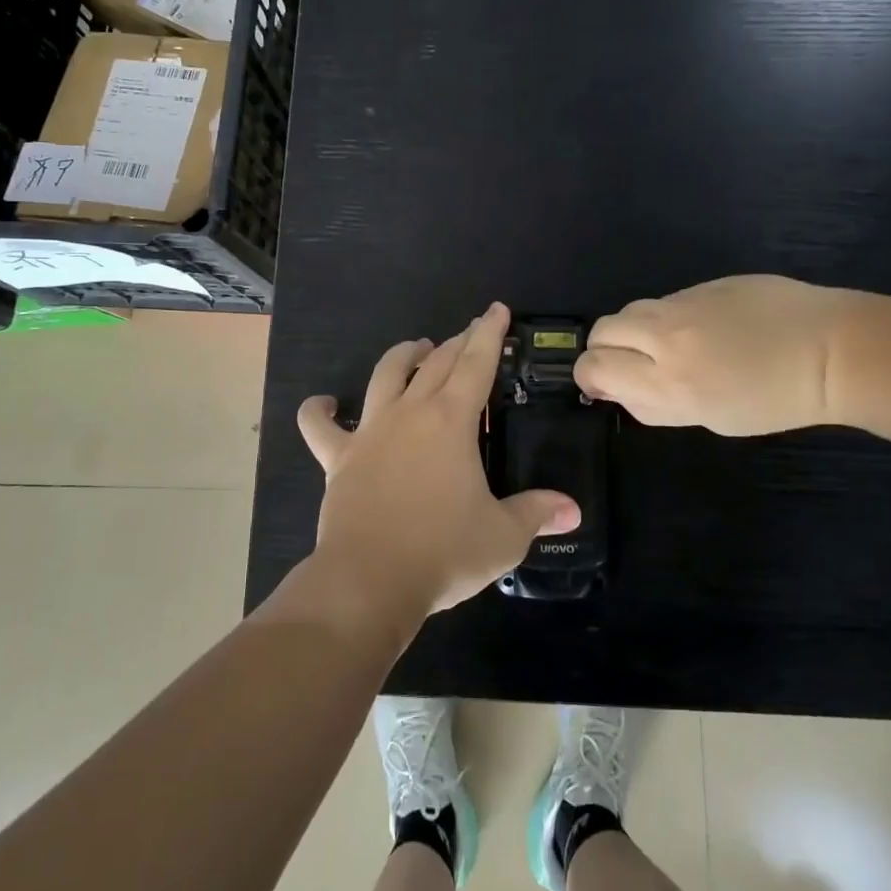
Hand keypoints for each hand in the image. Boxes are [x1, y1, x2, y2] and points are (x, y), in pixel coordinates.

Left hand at [298, 302, 580, 618]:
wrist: (370, 580)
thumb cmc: (443, 552)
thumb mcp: (503, 536)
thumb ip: (536, 514)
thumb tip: (572, 510)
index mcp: (451, 421)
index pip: (476, 364)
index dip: (489, 334)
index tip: (495, 310)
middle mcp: (410, 413)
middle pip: (435, 363)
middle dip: (457, 342)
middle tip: (470, 333)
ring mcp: (369, 432)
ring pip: (384, 375)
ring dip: (402, 356)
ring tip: (417, 349)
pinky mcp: (338, 458)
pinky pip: (319, 426)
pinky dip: (319, 411)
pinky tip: (324, 404)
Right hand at [575, 276, 864, 435]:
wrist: (831, 351)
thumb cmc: (774, 401)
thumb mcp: (709, 419)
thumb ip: (655, 405)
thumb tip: (619, 391)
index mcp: (667, 382)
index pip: (594, 367)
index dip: (590, 377)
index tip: (604, 386)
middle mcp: (666, 338)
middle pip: (602, 331)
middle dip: (605, 349)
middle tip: (629, 364)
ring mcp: (685, 304)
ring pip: (631, 310)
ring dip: (634, 330)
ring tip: (665, 346)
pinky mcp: (705, 284)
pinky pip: (667, 300)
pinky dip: (668, 317)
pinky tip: (702, 330)